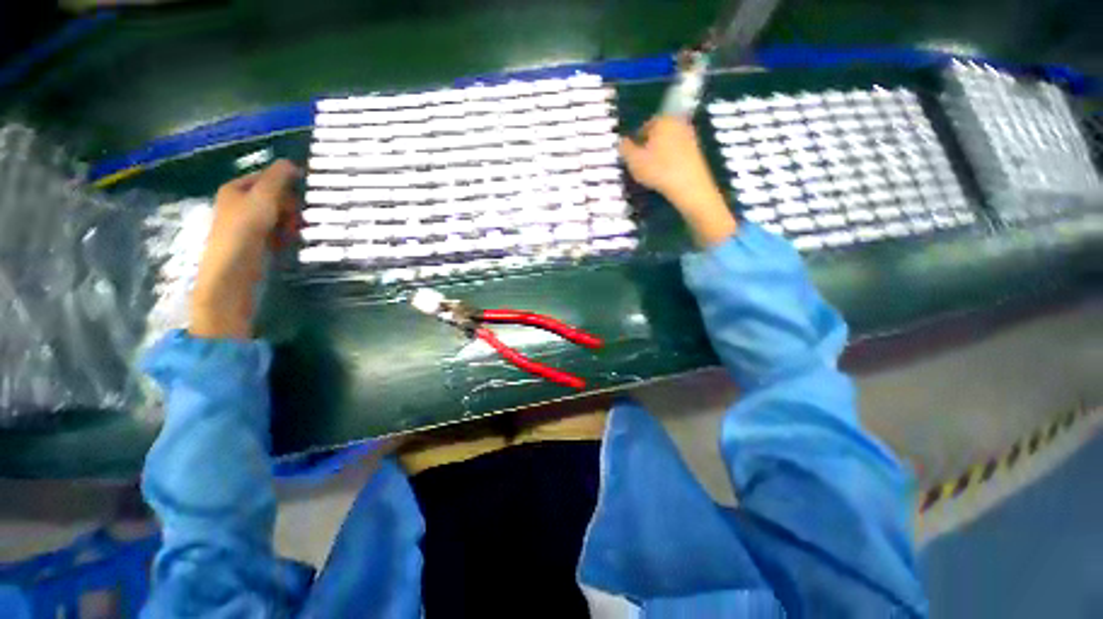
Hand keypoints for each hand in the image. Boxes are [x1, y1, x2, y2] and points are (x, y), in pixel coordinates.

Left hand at [190, 160, 301, 339]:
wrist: (231, 273)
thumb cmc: (244, 232)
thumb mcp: (263, 200)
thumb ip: (278, 179)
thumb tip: (292, 163)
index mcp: (235, 189)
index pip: (268, 178)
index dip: (285, 187)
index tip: (299, 200)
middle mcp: (238, 204)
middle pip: (275, 198)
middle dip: (289, 209)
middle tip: (294, 221)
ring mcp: (245, 224)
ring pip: (277, 216)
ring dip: (289, 224)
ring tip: (290, 235)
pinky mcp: (253, 242)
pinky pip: (275, 232)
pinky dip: (284, 237)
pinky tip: (285, 245)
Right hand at [620, 116, 736, 246]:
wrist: (689, 186)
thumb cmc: (658, 170)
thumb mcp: (634, 161)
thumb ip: (624, 149)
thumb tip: (621, 142)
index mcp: (662, 120)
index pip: (644, 126)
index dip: (635, 142)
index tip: (631, 156)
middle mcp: (678, 122)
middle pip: (658, 133)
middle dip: (648, 146)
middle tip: (641, 163)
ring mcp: (691, 136)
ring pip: (668, 143)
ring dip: (660, 154)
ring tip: (652, 171)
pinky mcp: (698, 151)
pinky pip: (678, 153)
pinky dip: (670, 161)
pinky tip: (665, 174)